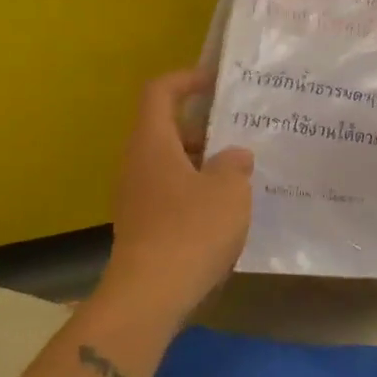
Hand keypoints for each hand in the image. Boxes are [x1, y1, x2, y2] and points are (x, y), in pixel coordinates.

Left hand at [102, 69, 253, 320]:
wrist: (150, 296)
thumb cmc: (191, 230)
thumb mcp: (228, 190)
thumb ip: (235, 164)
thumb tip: (234, 157)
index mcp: (152, 143)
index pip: (159, 92)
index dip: (186, 79)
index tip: (215, 82)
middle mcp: (137, 164)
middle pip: (166, 129)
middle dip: (203, 127)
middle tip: (240, 133)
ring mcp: (136, 198)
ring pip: (170, 164)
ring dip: (203, 163)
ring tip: (240, 173)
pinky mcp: (143, 227)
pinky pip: (171, 194)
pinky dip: (196, 192)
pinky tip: (225, 211)